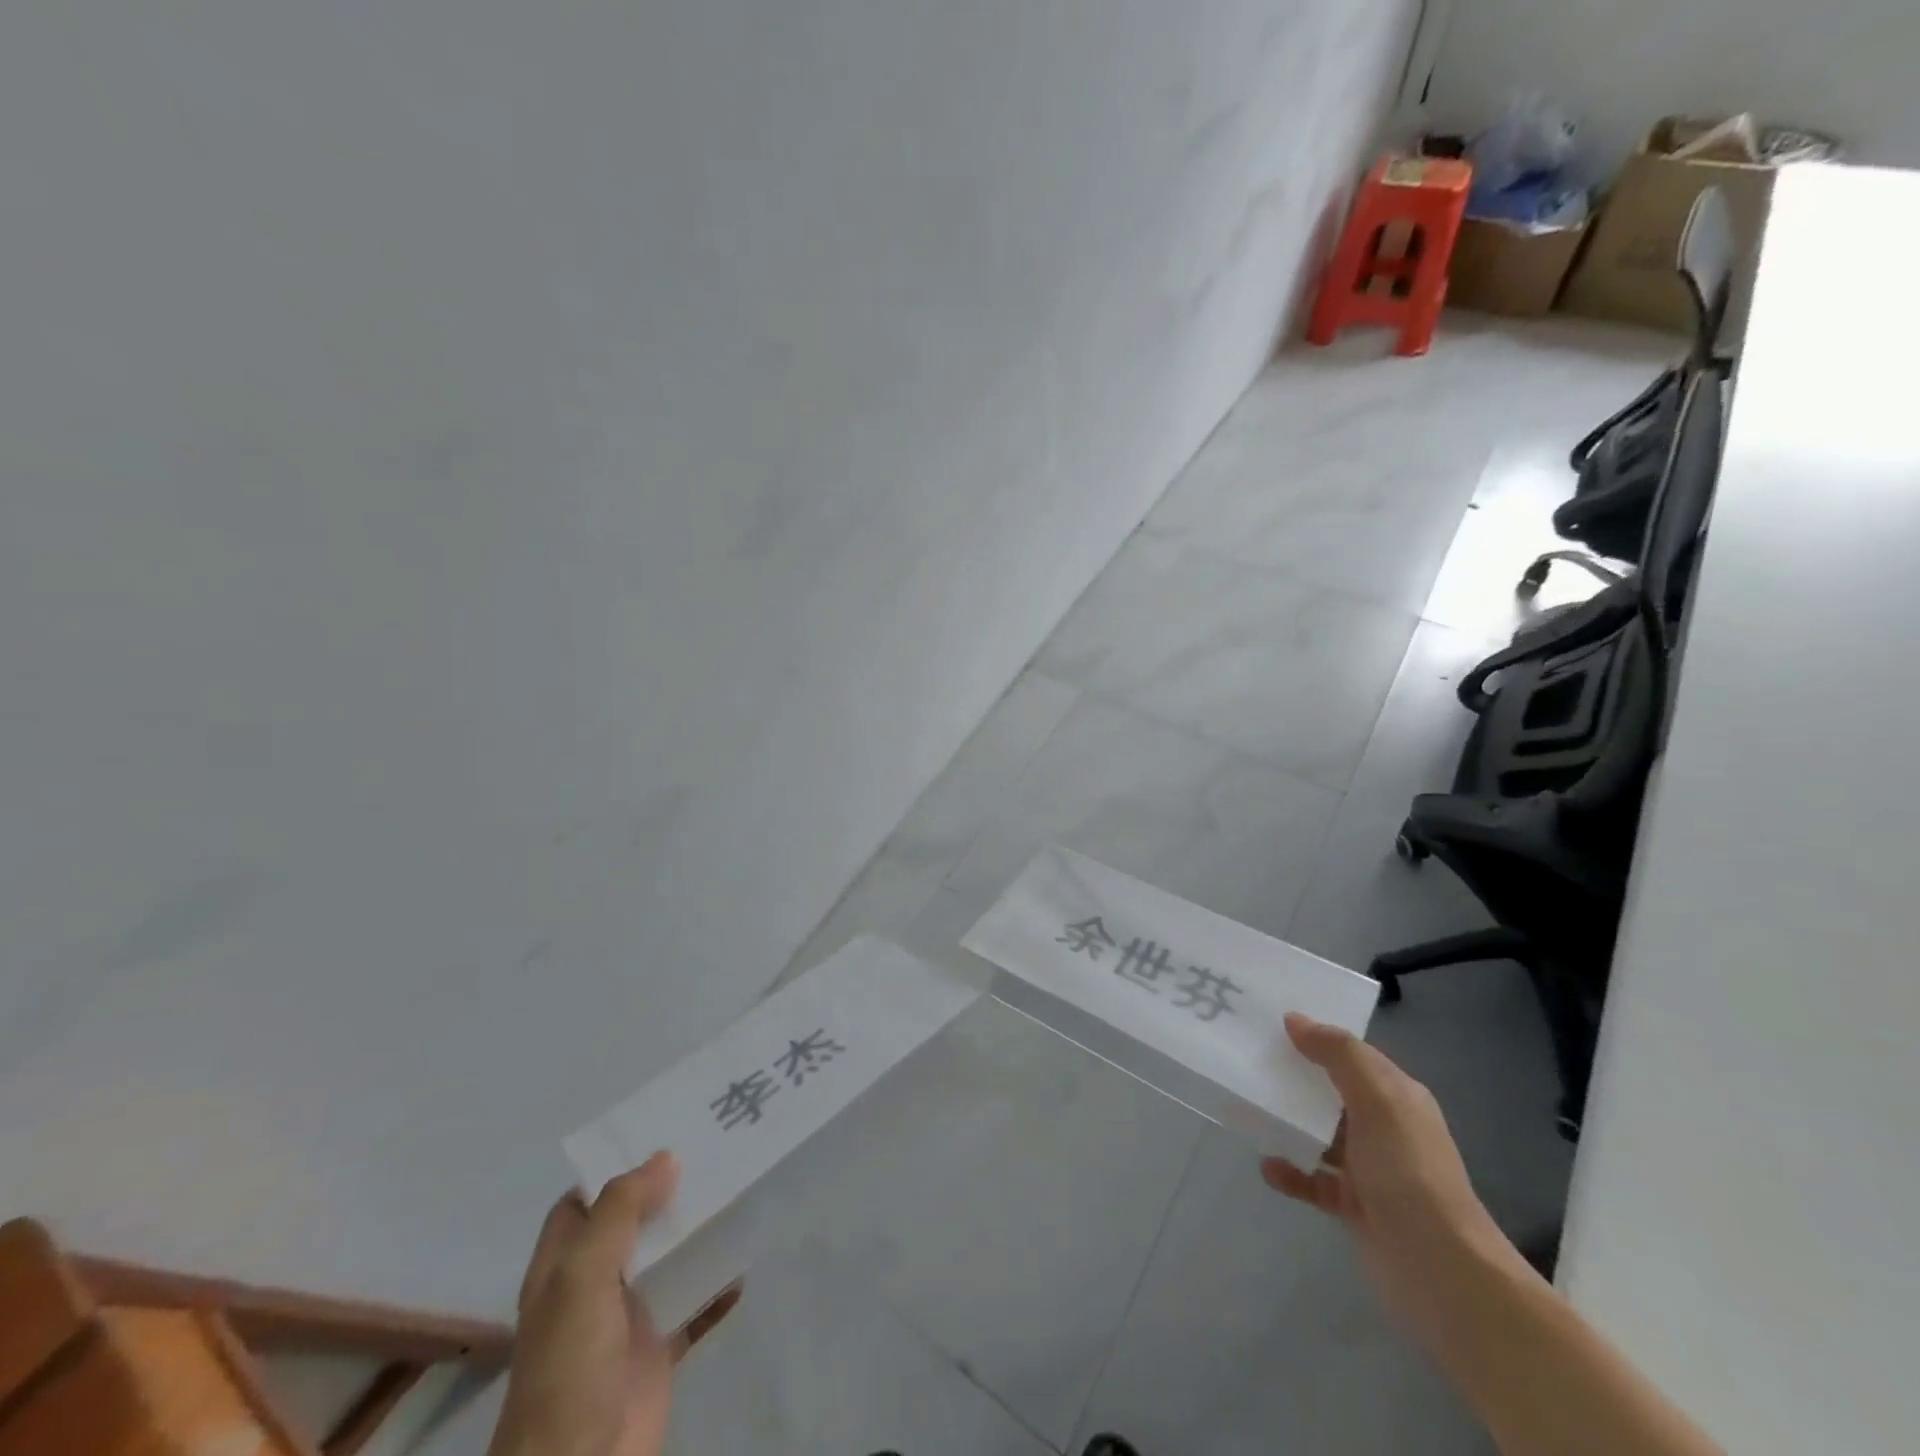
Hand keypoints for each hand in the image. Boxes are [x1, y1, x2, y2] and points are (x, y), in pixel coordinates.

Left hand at [489, 1152, 740, 1455]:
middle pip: (633, 1223)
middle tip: (715, 1151)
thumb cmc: (570, 1366)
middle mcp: (594, 1286)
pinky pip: (695, 1304)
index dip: (616, 1168)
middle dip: (668, 1191)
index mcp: (563, 1267)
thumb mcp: (583, 1277)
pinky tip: (744, 1262)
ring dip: (697, 1232)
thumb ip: (620, 1212)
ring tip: (737, 1192)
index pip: (583, 1201)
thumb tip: (665, 1157)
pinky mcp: (660, 1349)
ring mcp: (628, 1319)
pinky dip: (718, 1285)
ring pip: (667, 1258)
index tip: (663, 1133)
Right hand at [1262, 1013, 1519, 1352]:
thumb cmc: (1408, 1171)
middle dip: (1295, 1078)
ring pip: (1319, 1134)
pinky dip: (1290, 1171)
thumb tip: (1295, 1020)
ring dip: (1288, 1124)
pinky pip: (1312, 1179)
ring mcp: (1370, 1169)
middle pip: (1331, 1091)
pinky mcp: (1354, 1205)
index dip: (1316, 1036)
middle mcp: (1385, 1127)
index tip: (1270, 1023)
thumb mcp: (1377, 1098)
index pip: (1352, 1055)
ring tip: (1248, 1110)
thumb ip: (1338, 1054)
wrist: (1440, 1270)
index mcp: (1397, 1096)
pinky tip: (1268, 1167)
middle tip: (1248, 1061)